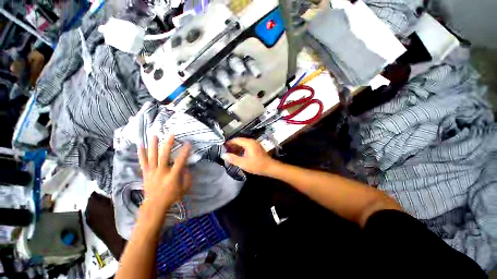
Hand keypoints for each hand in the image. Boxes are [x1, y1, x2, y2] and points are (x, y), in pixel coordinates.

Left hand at [138, 134, 191, 216]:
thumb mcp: (184, 189)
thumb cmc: (172, 197)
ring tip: (154, 135)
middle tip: (171, 134)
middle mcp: (161, 172)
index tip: (188, 143)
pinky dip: (142, 154)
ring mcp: (152, 172)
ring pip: (152, 156)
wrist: (154, 206)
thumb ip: (187, 177)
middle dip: (168, 144)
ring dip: (153, 145)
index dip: (185, 152)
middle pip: (164, 156)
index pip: (180, 161)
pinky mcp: (146, 174)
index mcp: (172, 176)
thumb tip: (186, 167)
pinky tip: (141, 146)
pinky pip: (143, 162)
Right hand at [223, 138, 275, 175]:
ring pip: (243, 144)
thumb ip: (233, 159)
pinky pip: (247, 146)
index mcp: (248, 143)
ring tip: (230, 153)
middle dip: (232, 146)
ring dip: (237, 148)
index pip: (236, 140)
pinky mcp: (256, 147)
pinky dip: (241, 149)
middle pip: (239, 141)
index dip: (229, 143)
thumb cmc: (257, 165)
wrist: (270, 167)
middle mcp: (251, 141)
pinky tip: (238, 154)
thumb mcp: (243, 163)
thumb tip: (223, 155)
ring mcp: (254, 144)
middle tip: (225, 151)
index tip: (222, 147)